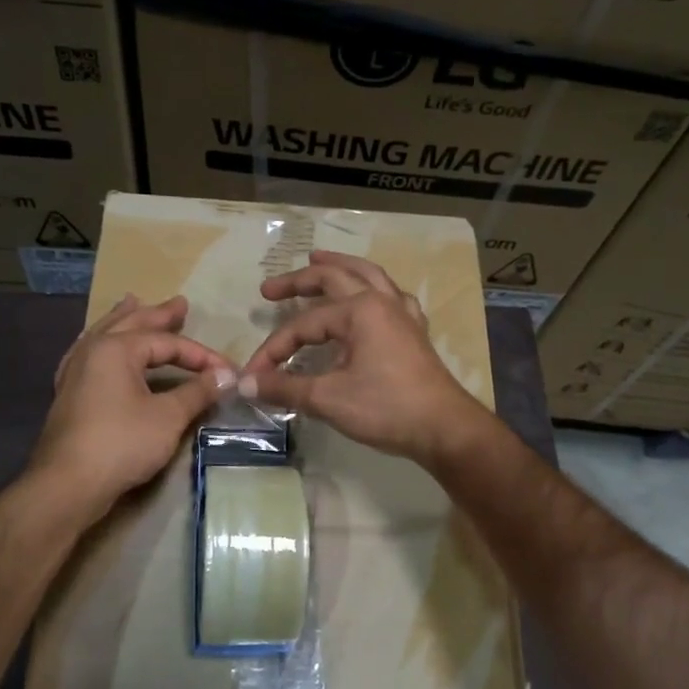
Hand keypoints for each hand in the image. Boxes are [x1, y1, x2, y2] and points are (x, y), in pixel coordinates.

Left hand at [30, 294, 233, 521]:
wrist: (69, 483)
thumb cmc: (122, 443)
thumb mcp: (168, 417)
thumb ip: (197, 392)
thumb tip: (226, 377)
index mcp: (116, 348)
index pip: (167, 343)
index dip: (201, 355)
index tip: (227, 370)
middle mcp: (91, 351)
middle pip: (130, 324)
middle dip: (158, 315)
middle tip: (179, 304)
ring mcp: (75, 372)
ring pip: (104, 335)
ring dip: (124, 320)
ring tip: (132, 302)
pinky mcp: (69, 394)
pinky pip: (89, 355)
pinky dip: (102, 344)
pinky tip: (97, 345)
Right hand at [239, 250, 492, 464]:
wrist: (444, 428)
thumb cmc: (386, 408)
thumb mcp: (328, 398)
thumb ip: (285, 387)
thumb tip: (245, 384)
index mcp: (359, 311)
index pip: (303, 324)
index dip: (273, 349)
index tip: (254, 375)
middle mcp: (382, 302)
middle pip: (335, 278)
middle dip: (299, 281)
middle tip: (270, 289)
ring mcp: (403, 315)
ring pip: (369, 277)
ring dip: (340, 266)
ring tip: (318, 259)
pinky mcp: (414, 333)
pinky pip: (393, 298)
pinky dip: (375, 290)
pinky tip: (372, 295)